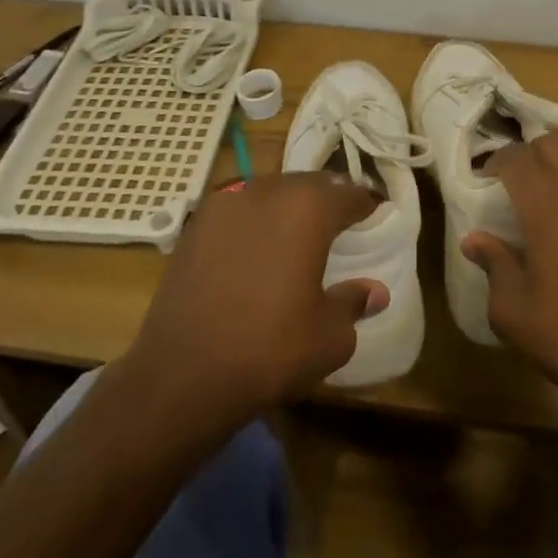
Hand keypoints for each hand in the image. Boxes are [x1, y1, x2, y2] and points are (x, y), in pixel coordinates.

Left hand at [123, 172, 388, 425]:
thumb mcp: (328, 337)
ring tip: (294, 234)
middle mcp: (270, 191)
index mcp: (309, 209)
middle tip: (337, 224)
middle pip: (309, 185)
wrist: (182, 373)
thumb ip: (354, 303)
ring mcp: (228, 202)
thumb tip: (376, 291)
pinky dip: (253, 219)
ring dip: (287, 206)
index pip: (349, 194)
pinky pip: (238, 208)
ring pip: (271, 191)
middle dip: (326, 200)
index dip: (366, 205)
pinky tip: (253, 247)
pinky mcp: (197, 222)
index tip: (374, 217)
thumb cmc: (269, 350)